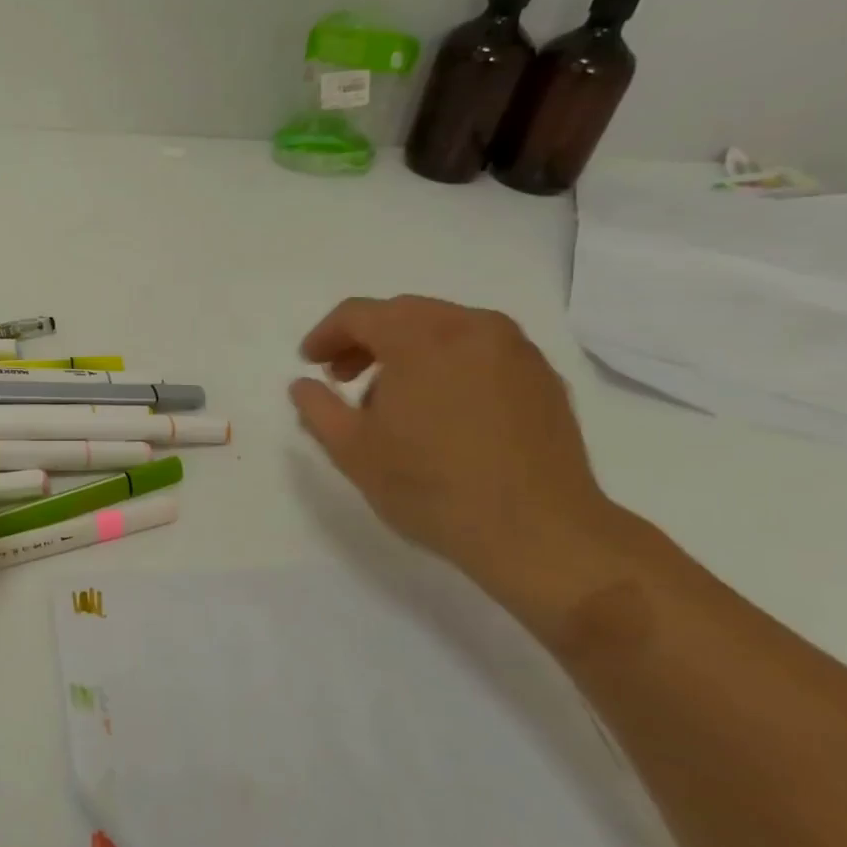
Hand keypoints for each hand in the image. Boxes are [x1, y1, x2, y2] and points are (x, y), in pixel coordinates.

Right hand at [288, 296, 620, 605]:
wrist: (539, 533)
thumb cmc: (431, 486)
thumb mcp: (352, 450)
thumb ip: (317, 408)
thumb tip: (303, 385)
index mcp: (420, 336)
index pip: (359, 314)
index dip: (326, 335)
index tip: (310, 362)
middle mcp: (471, 327)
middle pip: (403, 314)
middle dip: (365, 341)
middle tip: (344, 378)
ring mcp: (515, 349)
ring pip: (445, 329)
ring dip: (408, 351)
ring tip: (394, 400)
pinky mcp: (543, 377)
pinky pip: (481, 352)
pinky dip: (450, 365)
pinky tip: (443, 410)